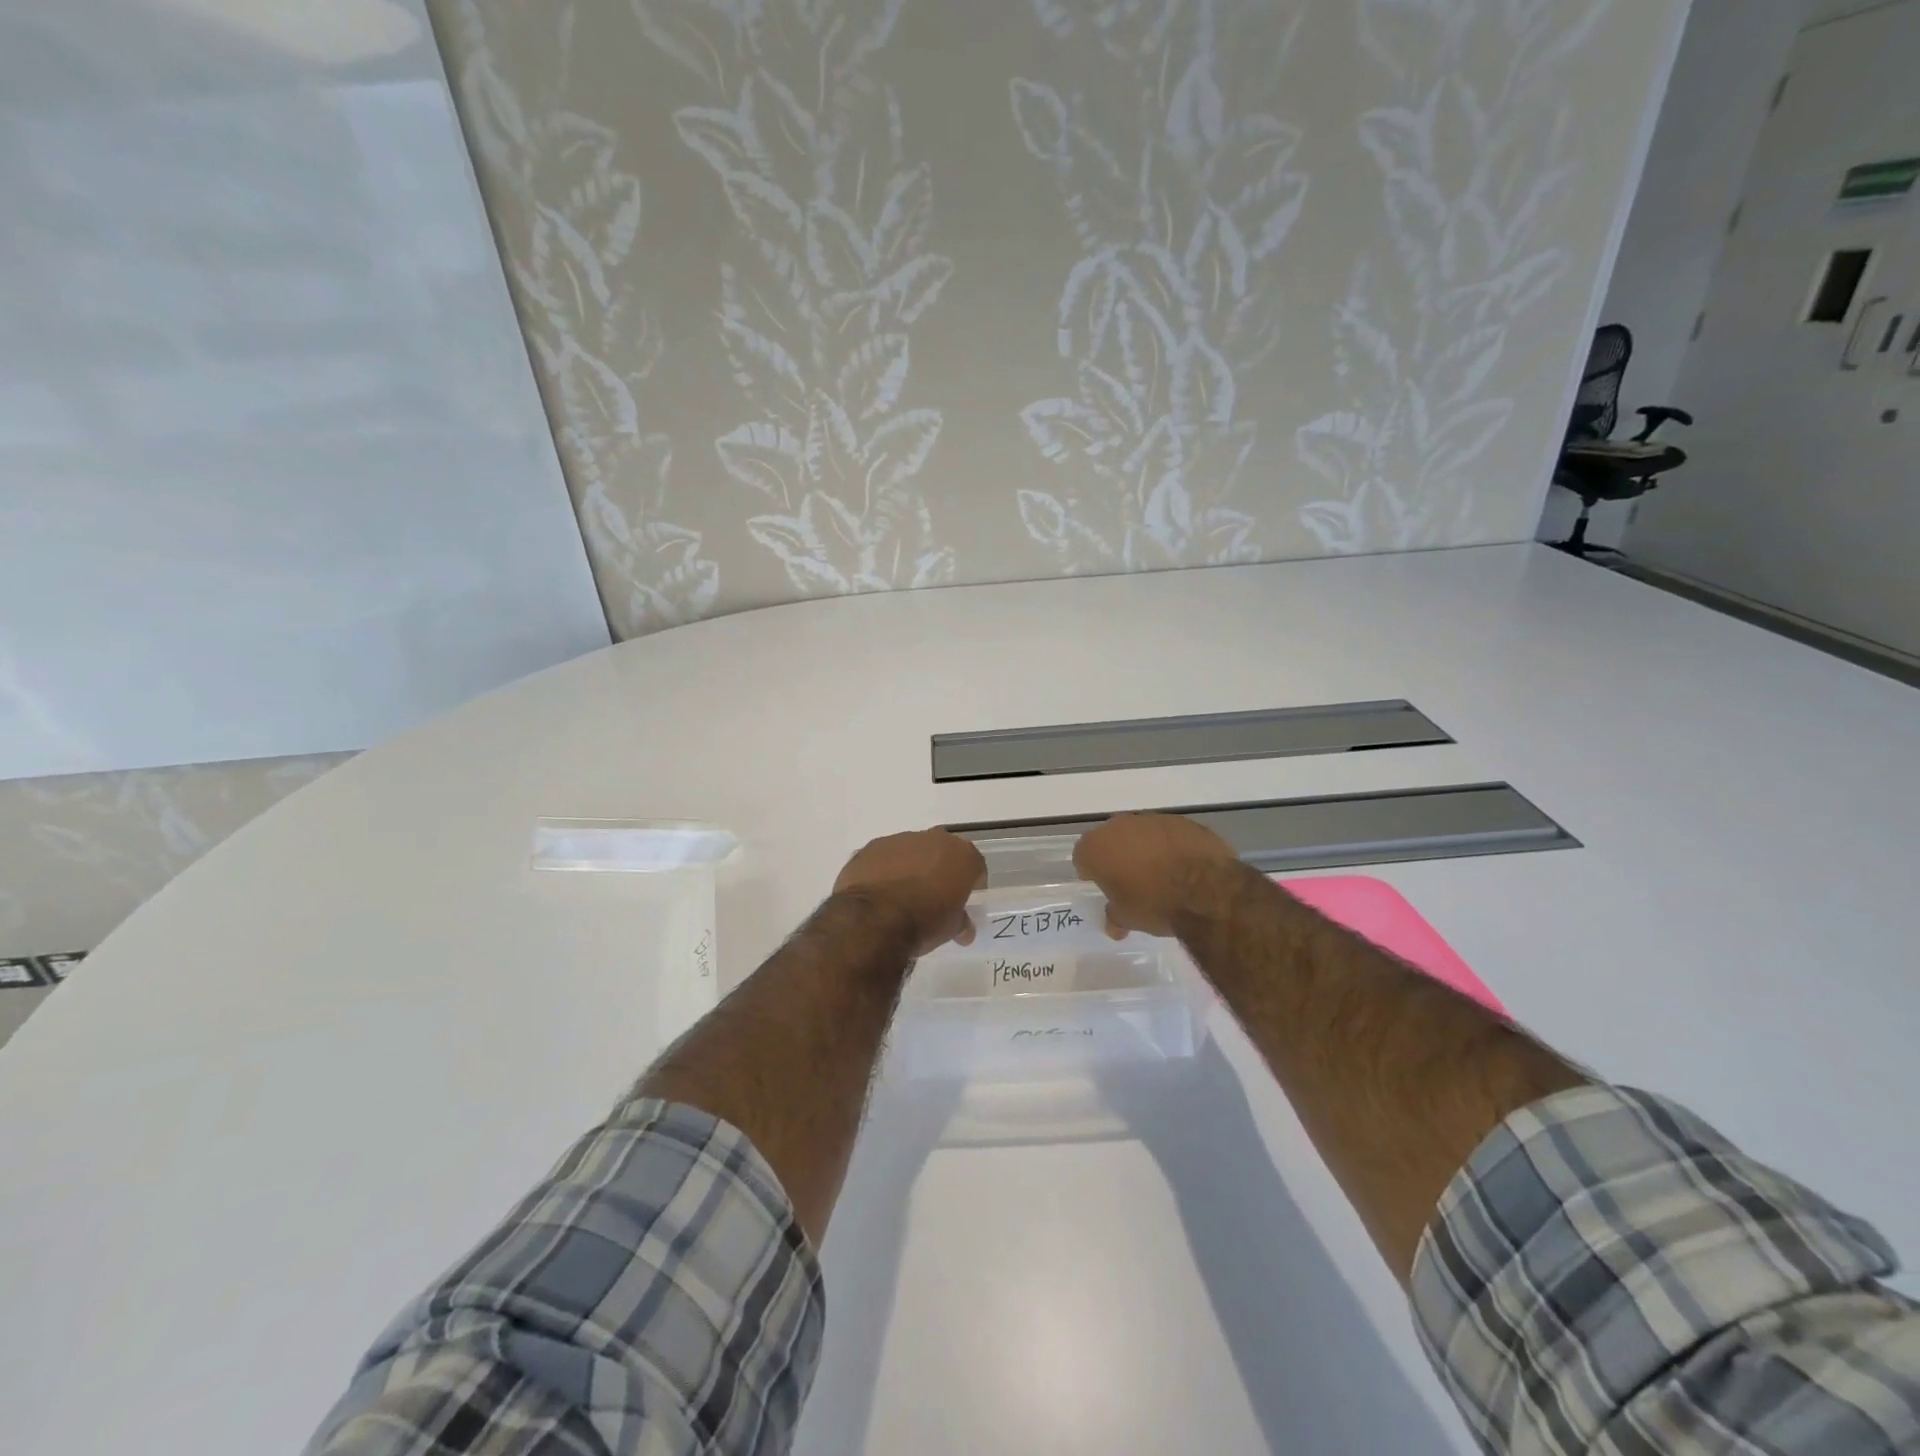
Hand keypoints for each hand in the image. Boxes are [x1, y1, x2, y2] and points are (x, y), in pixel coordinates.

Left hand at [832, 829, 987, 954]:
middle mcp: (935, 839)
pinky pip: (885, 857)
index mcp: (961, 855)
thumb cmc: (923, 922)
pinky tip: (880, 893)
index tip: (965, 900)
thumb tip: (964, 929)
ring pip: (912, 851)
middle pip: (943, 852)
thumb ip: (961, 922)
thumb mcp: (951, 929)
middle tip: (934, 896)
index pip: (976, 866)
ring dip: (911, 867)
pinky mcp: (872, 846)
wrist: (874, 919)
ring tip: (902, 896)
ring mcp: (901, 839)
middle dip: (941, 870)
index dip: (972, 884)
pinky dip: (885, 870)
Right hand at [1073, 813, 1242, 939]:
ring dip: (1145, 849)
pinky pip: (1168, 834)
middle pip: (1111, 840)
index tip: (1103, 886)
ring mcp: (1152, 820)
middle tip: (1130, 880)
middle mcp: (1119, 826)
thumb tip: (1113, 926)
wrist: (1206, 889)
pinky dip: (1171, 847)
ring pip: (1140, 833)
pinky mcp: (1182, 821)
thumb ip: (1114, 916)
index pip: (1082, 857)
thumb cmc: (1154, 904)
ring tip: (1160, 874)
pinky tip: (1183, 867)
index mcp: (1097, 847)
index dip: (1091, 872)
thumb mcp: (1128, 918)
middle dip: (1117, 856)